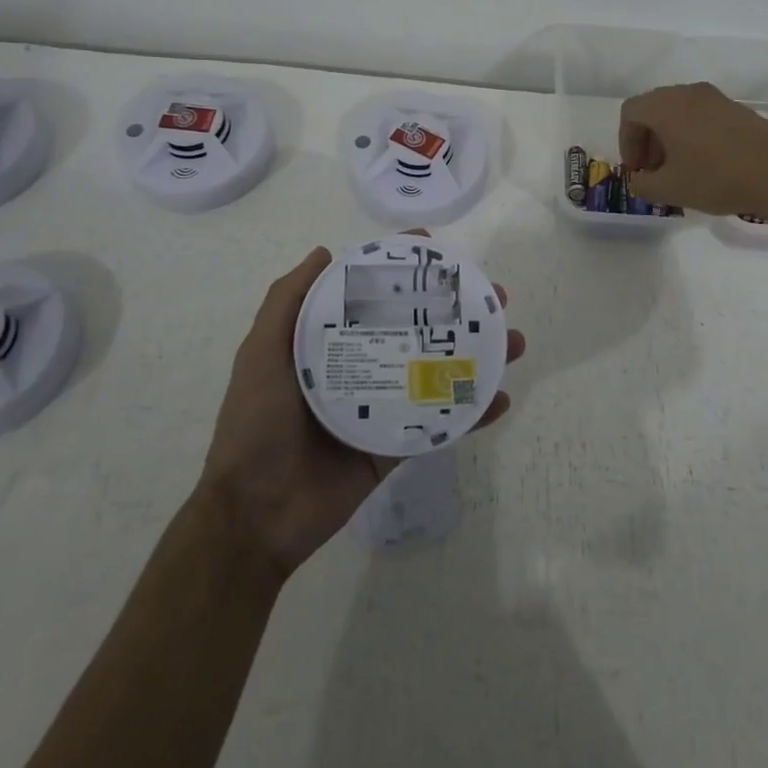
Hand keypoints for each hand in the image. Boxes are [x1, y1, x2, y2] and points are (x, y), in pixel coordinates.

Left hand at [195, 238, 523, 578]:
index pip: (375, 296)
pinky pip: (441, 424)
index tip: (438, 251)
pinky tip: (499, 397)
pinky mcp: (397, 447)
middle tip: (493, 297)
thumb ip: (286, 302)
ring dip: (478, 355)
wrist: (255, 515)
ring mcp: (384, 407)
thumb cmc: (256, 424)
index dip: (406, 272)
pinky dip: (472, 412)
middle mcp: (362, 367)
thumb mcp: (261, 353)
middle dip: (458, 310)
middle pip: (418, 329)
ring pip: (439, 372)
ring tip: (512, 341)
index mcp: (332, 343)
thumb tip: (325, 253)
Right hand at [619, 82, 767, 216]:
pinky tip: (706, 165)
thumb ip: (643, 184)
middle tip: (654, 171)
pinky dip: (694, 136)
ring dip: (671, 139)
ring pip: (680, 112)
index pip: (631, 113)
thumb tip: (640, 179)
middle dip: (647, 140)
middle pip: (654, 109)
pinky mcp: (738, 110)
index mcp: (666, 106)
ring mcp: (717, 99)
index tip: (637, 170)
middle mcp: (689, 93)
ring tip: (680, 171)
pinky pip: (703, 117)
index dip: (626, 142)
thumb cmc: (716, 177)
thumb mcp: (670, 189)